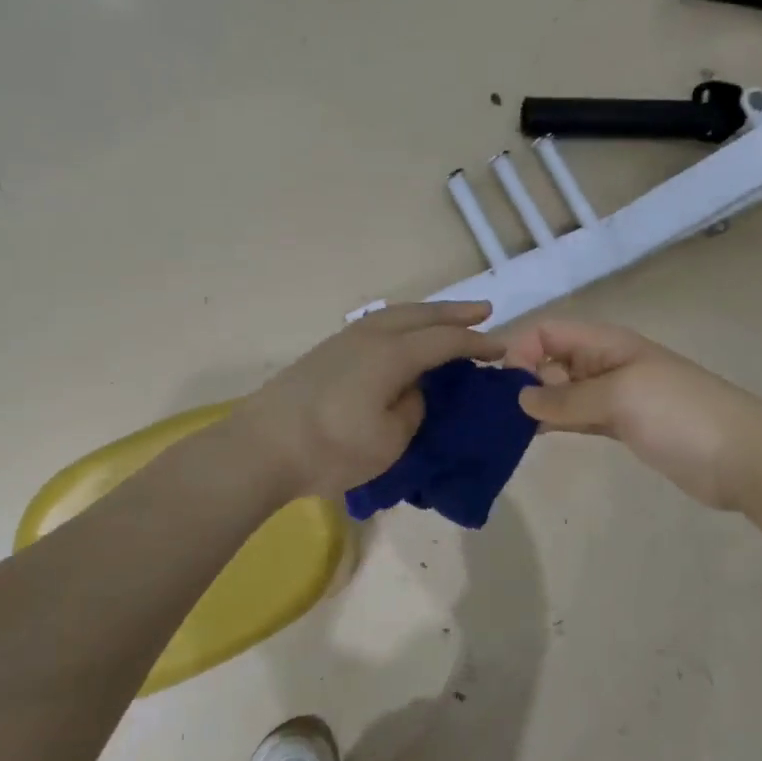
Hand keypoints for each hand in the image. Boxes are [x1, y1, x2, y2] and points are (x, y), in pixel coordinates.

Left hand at [234, 302, 505, 499]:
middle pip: (420, 316)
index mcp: (392, 355)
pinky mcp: (325, 352)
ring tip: (444, 318)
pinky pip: (375, 324)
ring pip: (393, 314)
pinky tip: (400, 334)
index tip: (500, 349)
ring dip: (425, 313)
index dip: (475, 344)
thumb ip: (412, 408)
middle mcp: (370, 337)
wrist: (260, 447)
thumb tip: (412, 390)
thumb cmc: (331, 449)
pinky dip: (400, 322)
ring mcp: (343, 341)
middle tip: (483, 311)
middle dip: (453, 313)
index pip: (444, 342)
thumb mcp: (389, 440)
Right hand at [502, 318, 751, 509]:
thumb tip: (519, 397)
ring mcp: (615, 396)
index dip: (522, 349)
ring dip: (538, 402)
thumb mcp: (619, 397)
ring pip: (563, 391)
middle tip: (498, 411)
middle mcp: (606, 363)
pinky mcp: (622, 426)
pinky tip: (533, 434)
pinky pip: (578, 416)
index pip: (550, 332)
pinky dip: (557, 421)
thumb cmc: (679, 414)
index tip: (502, 384)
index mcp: (607, 343)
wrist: (743, 458)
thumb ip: (567, 397)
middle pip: (552, 359)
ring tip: (505, 425)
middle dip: (524, 377)